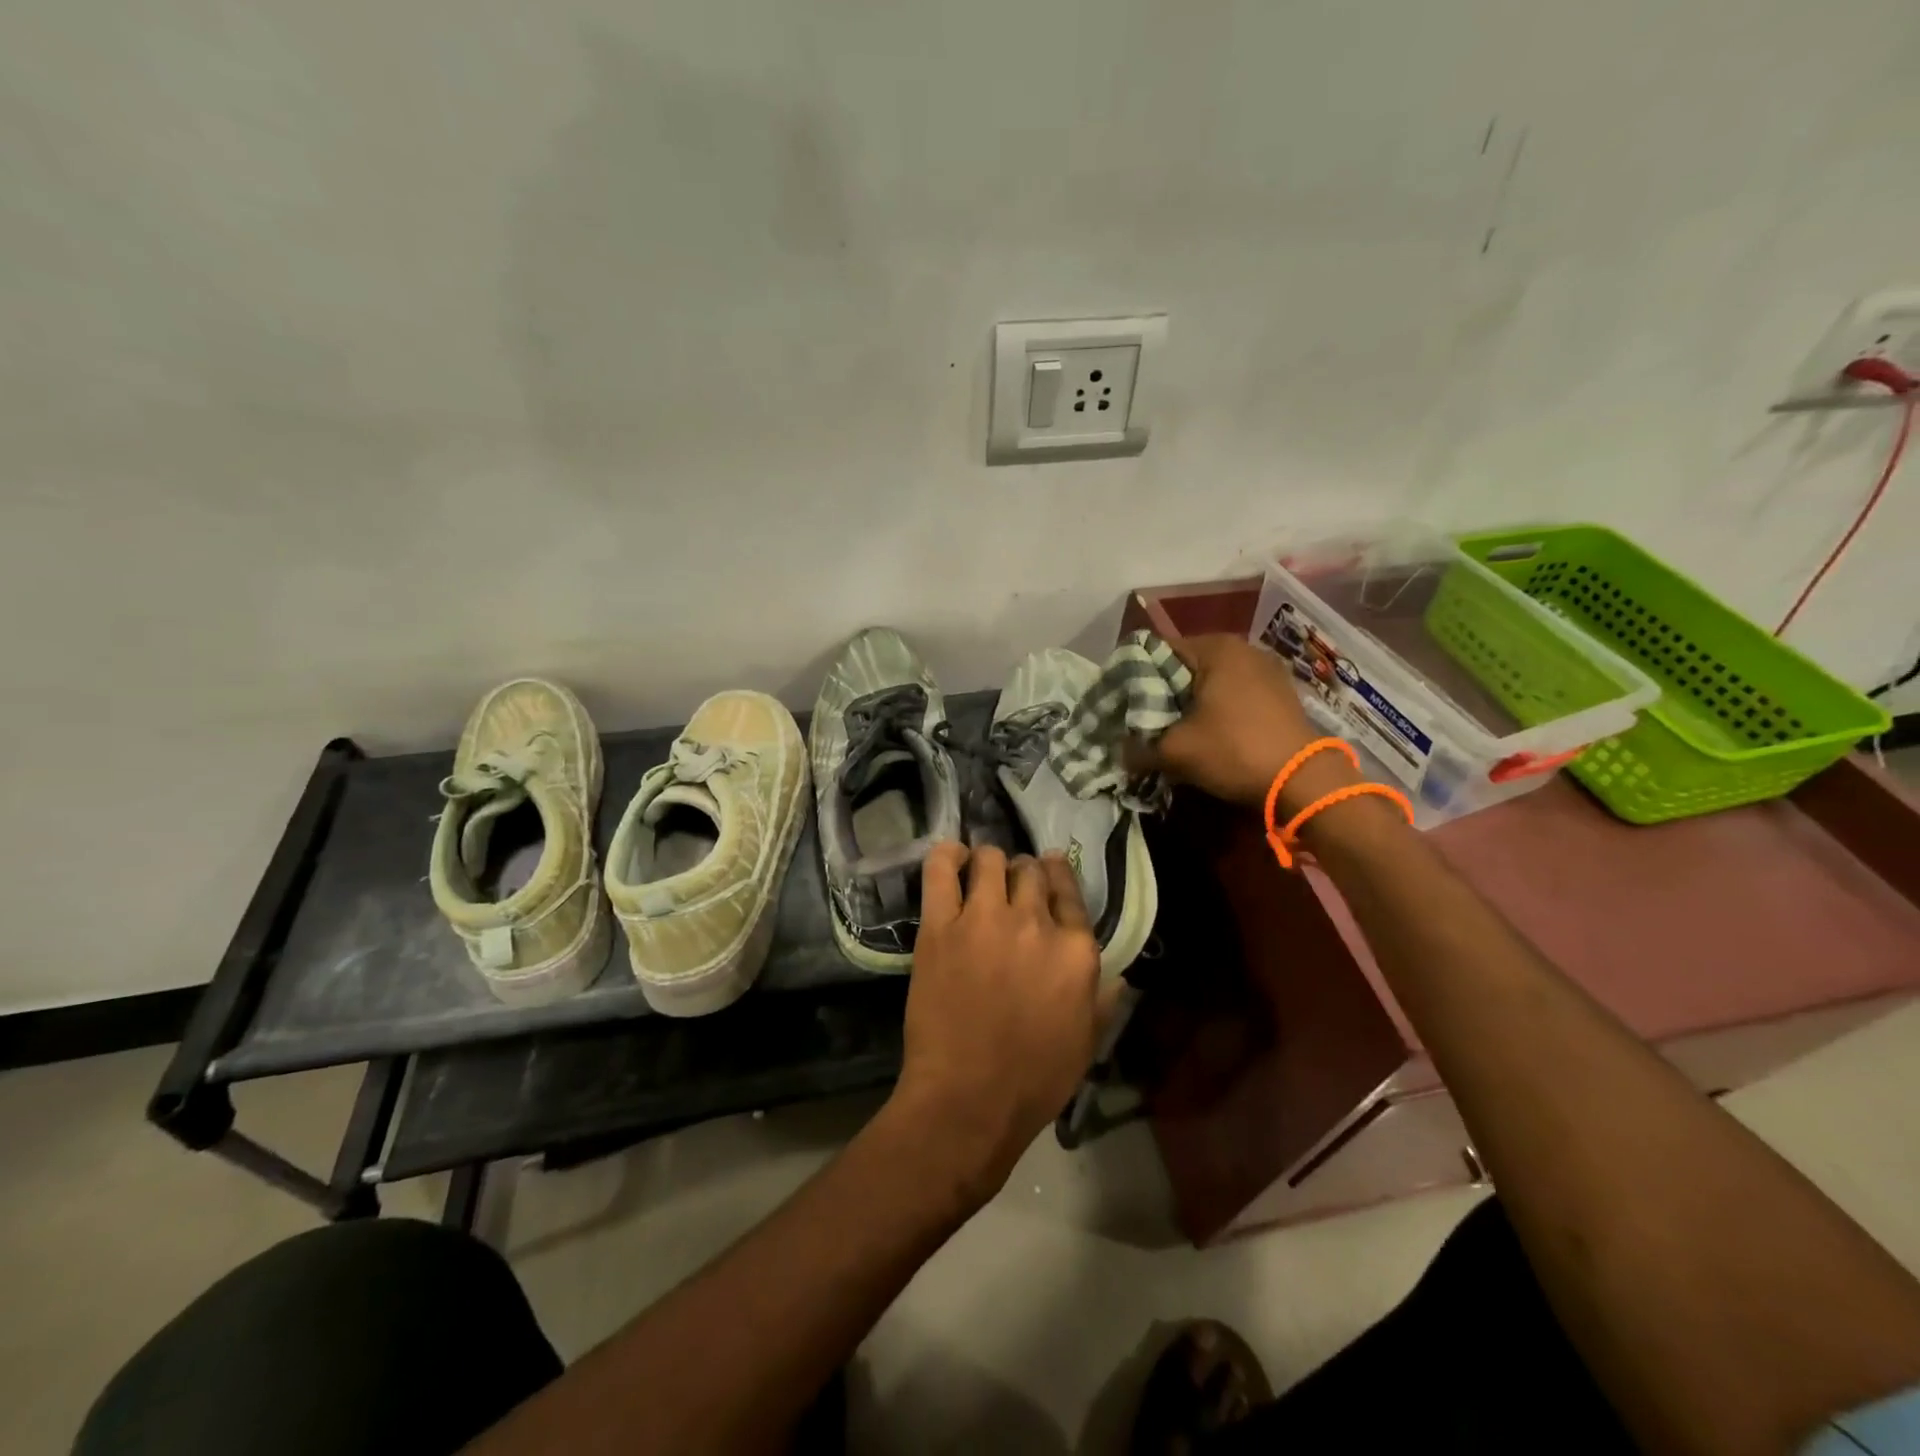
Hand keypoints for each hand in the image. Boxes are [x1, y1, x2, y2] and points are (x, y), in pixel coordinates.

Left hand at [890, 843, 1102, 1202]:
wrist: (968, 1099)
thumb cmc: (1034, 1080)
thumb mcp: (1086, 1043)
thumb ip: (1103, 1000)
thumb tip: (1118, 976)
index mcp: (1076, 950)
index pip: (1069, 892)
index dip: (1057, 875)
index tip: (1048, 868)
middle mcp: (1036, 923)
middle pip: (1031, 872)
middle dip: (1023, 874)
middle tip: (1009, 886)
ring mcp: (986, 919)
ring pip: (991, 860)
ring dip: (988, 863)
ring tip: (979, 874)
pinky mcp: (941, 925)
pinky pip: (943, 869)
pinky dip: (947, 855)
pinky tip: (951, 858)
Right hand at [1130, 633, 1356, 812]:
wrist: (1304, 781)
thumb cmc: (1234, 751)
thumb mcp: (1175, 752)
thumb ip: (1138, 748)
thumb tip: (1119, 753)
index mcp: (1215, 648)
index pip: (1157, 652)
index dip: (1134, 679)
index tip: (1123, 705)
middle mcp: (1243, 649)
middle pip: (1185, 666)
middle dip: (1164, 693)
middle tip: (1144, 720)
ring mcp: (1267, 669)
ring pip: (1211, 681)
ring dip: (1191, 702)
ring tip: (1174, 729)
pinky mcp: (1281, 693)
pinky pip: (1235, 694)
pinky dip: (1217, 709)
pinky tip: (1209, 733)